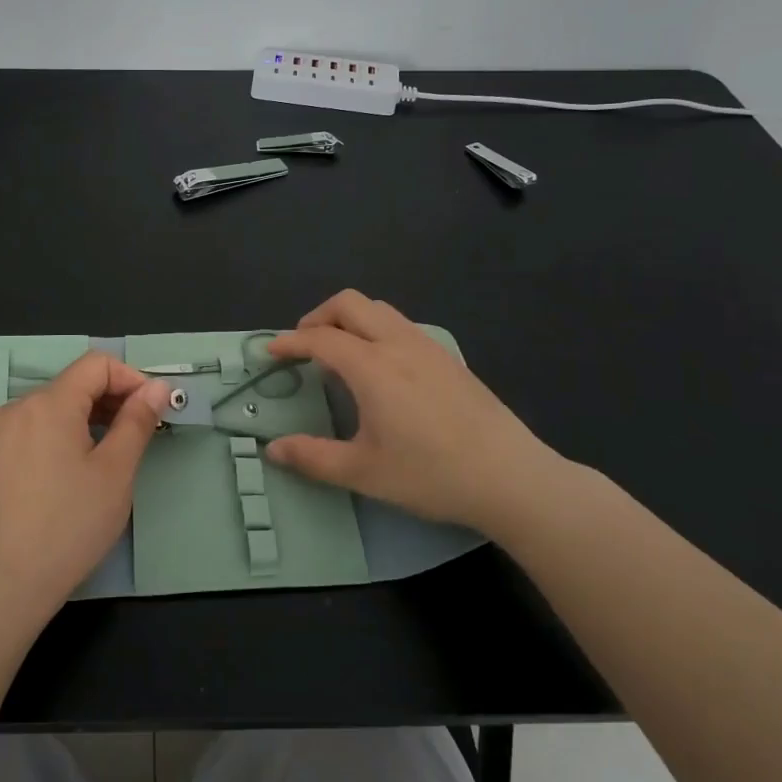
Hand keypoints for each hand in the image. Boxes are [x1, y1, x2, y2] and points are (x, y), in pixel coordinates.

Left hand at [0, 353, 173, 621]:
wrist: (4, 583)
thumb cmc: (70, 524)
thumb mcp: (115, 472)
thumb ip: (137, 421)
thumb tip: (157, 387)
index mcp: (50, 403)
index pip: (96, 364)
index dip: (130, 378)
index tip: (150, 410)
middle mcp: (16, 409)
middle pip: (70, 387)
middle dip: (107, 402)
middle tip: (133, 439)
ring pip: (46, 413)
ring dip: (80, 423)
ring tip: (98, 463)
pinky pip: (24, 437)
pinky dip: (50, 444)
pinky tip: (59, 484)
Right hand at [266, 290, 574, 538]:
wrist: (511, 477)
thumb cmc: (431, 474)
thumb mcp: (364, 472)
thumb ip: (313, 458)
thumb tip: (273, 450)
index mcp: (372, 367)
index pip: (320, 339)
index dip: (290, 342)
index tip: (270, 352)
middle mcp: (398, 344)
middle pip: (349, 303)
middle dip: (318, 316)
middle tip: (304, 345)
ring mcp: (428, 347)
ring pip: (379, 309)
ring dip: (349, 319)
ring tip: (339, 353)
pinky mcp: (449, 358)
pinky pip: (401, 324)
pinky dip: (376, 329)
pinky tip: (381, 367)